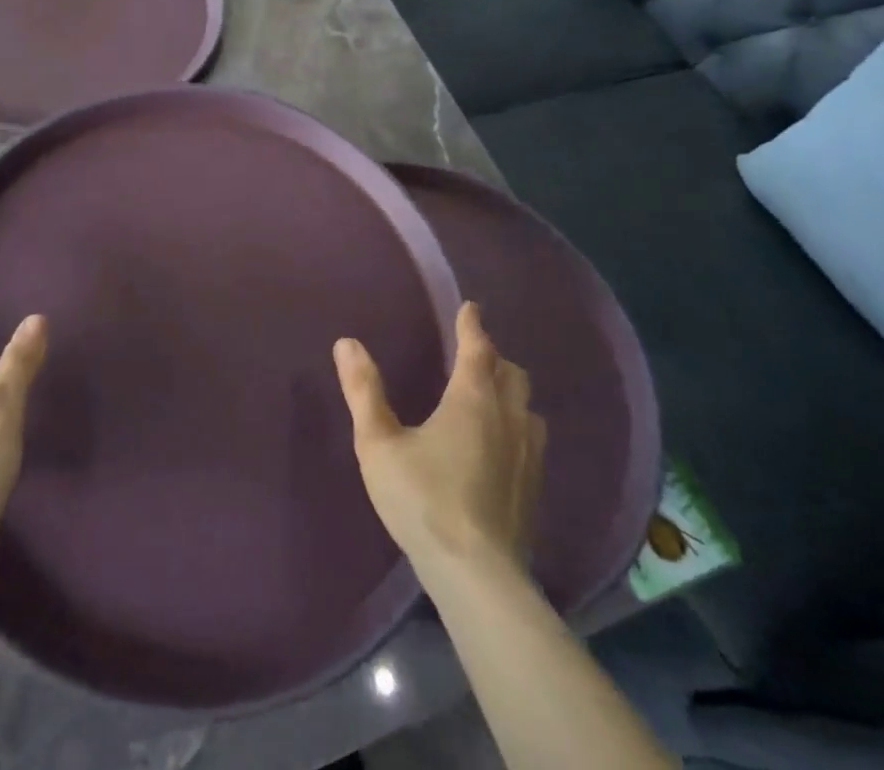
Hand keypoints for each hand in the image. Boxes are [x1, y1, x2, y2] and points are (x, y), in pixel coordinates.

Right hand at [334, 302, 545, 576]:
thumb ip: (363, 391)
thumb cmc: (423, 499)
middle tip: (473, 354)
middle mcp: (508, 416)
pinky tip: (503, 444)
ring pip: (527, 405)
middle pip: (511, 372)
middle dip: (493, 356)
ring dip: (510, 391)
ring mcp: (529, 453)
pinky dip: (519, 424)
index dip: (472, 324)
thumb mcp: (379, 443)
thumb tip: (347, 343)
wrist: (477, 576)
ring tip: (490, 395)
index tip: (470, 307)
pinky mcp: (535, 487)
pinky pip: (533, 437)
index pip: (478, 347)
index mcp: (472, 398)